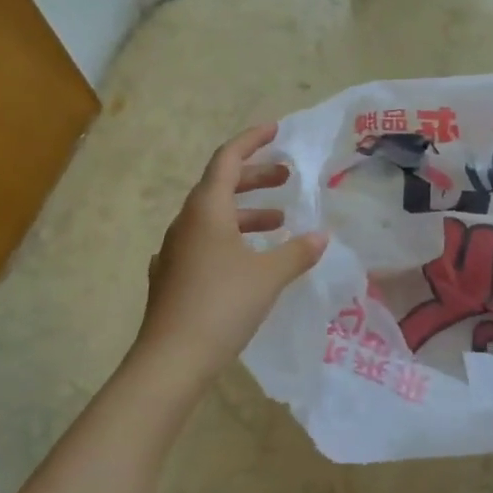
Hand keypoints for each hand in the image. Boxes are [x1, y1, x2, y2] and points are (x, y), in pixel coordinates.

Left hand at [134, 124, 326, 389]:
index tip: (276, 131)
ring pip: (213, 216)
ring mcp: (174, 249)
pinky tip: (246, 258)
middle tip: (287, 178)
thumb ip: (297, 252)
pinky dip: (230, 238)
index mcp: (207, 209)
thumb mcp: (268, 276)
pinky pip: (204, 241)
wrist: (171, 361)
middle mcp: (186, 222)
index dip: (252, 140)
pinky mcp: (171, 275)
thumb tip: (322, 236)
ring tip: (279, 222)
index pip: (227, 159)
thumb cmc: (222, 305)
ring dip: (247, 212)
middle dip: (256, 177)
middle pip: (220, 185)